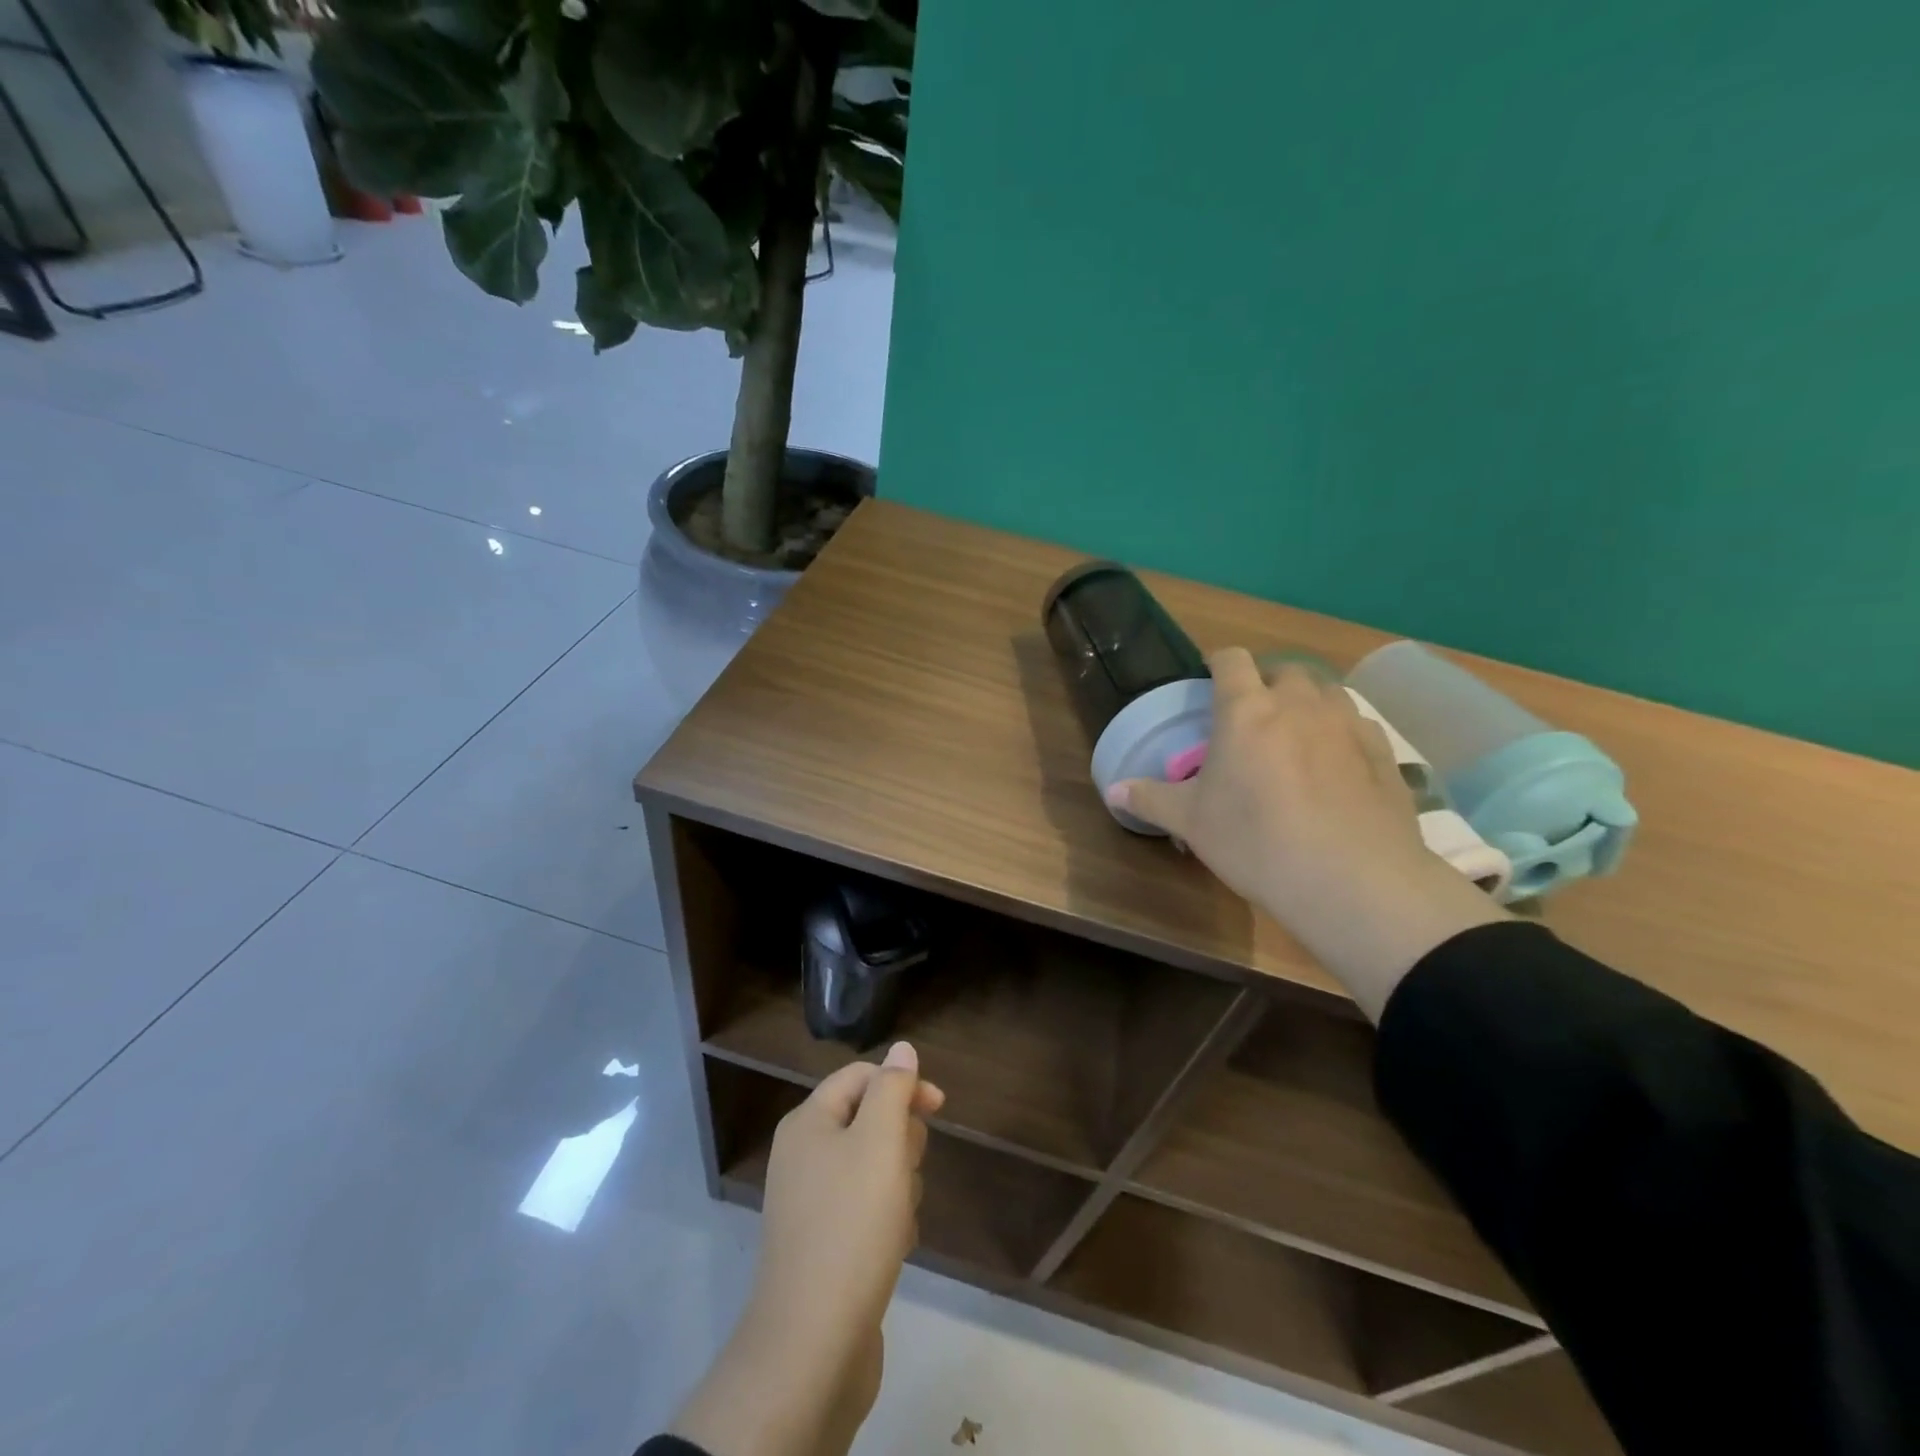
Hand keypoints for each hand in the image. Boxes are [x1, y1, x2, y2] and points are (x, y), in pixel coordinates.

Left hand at [672, 1043, 944, 1455]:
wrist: (813, 1344)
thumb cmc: (851, 1225)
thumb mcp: (880, 1142)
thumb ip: (893, 1089)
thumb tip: (902, 1048)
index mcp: (808, 1122)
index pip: (861, 1076)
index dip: (903, 1083)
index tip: (940, 1108)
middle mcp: (803, 1154)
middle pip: (869, 1119)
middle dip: (900, 1140)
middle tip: (906, 1171)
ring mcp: (811, 1202)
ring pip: (873, 1166)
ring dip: (899, 1183)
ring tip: (900, 1216)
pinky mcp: (824, 1244)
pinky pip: (867, 1209)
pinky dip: (887, 1219)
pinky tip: (895, 1246)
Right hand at [1108, 649, 1505, 1018]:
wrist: (1352, 881)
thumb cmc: (1256, 842)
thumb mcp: (1192, 824)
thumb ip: (1150, 799)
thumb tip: (1112, 790)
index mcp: (1245, 710)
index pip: (1231, 659)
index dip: (1218, 664)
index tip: (1210, 682)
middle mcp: (1298, 703)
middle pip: (1283, 670)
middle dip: (1266, 685)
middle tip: (1253, 721)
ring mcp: (1347, 723)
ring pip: (1325, 692)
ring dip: (1307, 704)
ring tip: (1296, 739)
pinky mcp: (1384, 750)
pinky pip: (1357, 723)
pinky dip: (1341, 732)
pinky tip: (1337, 767)